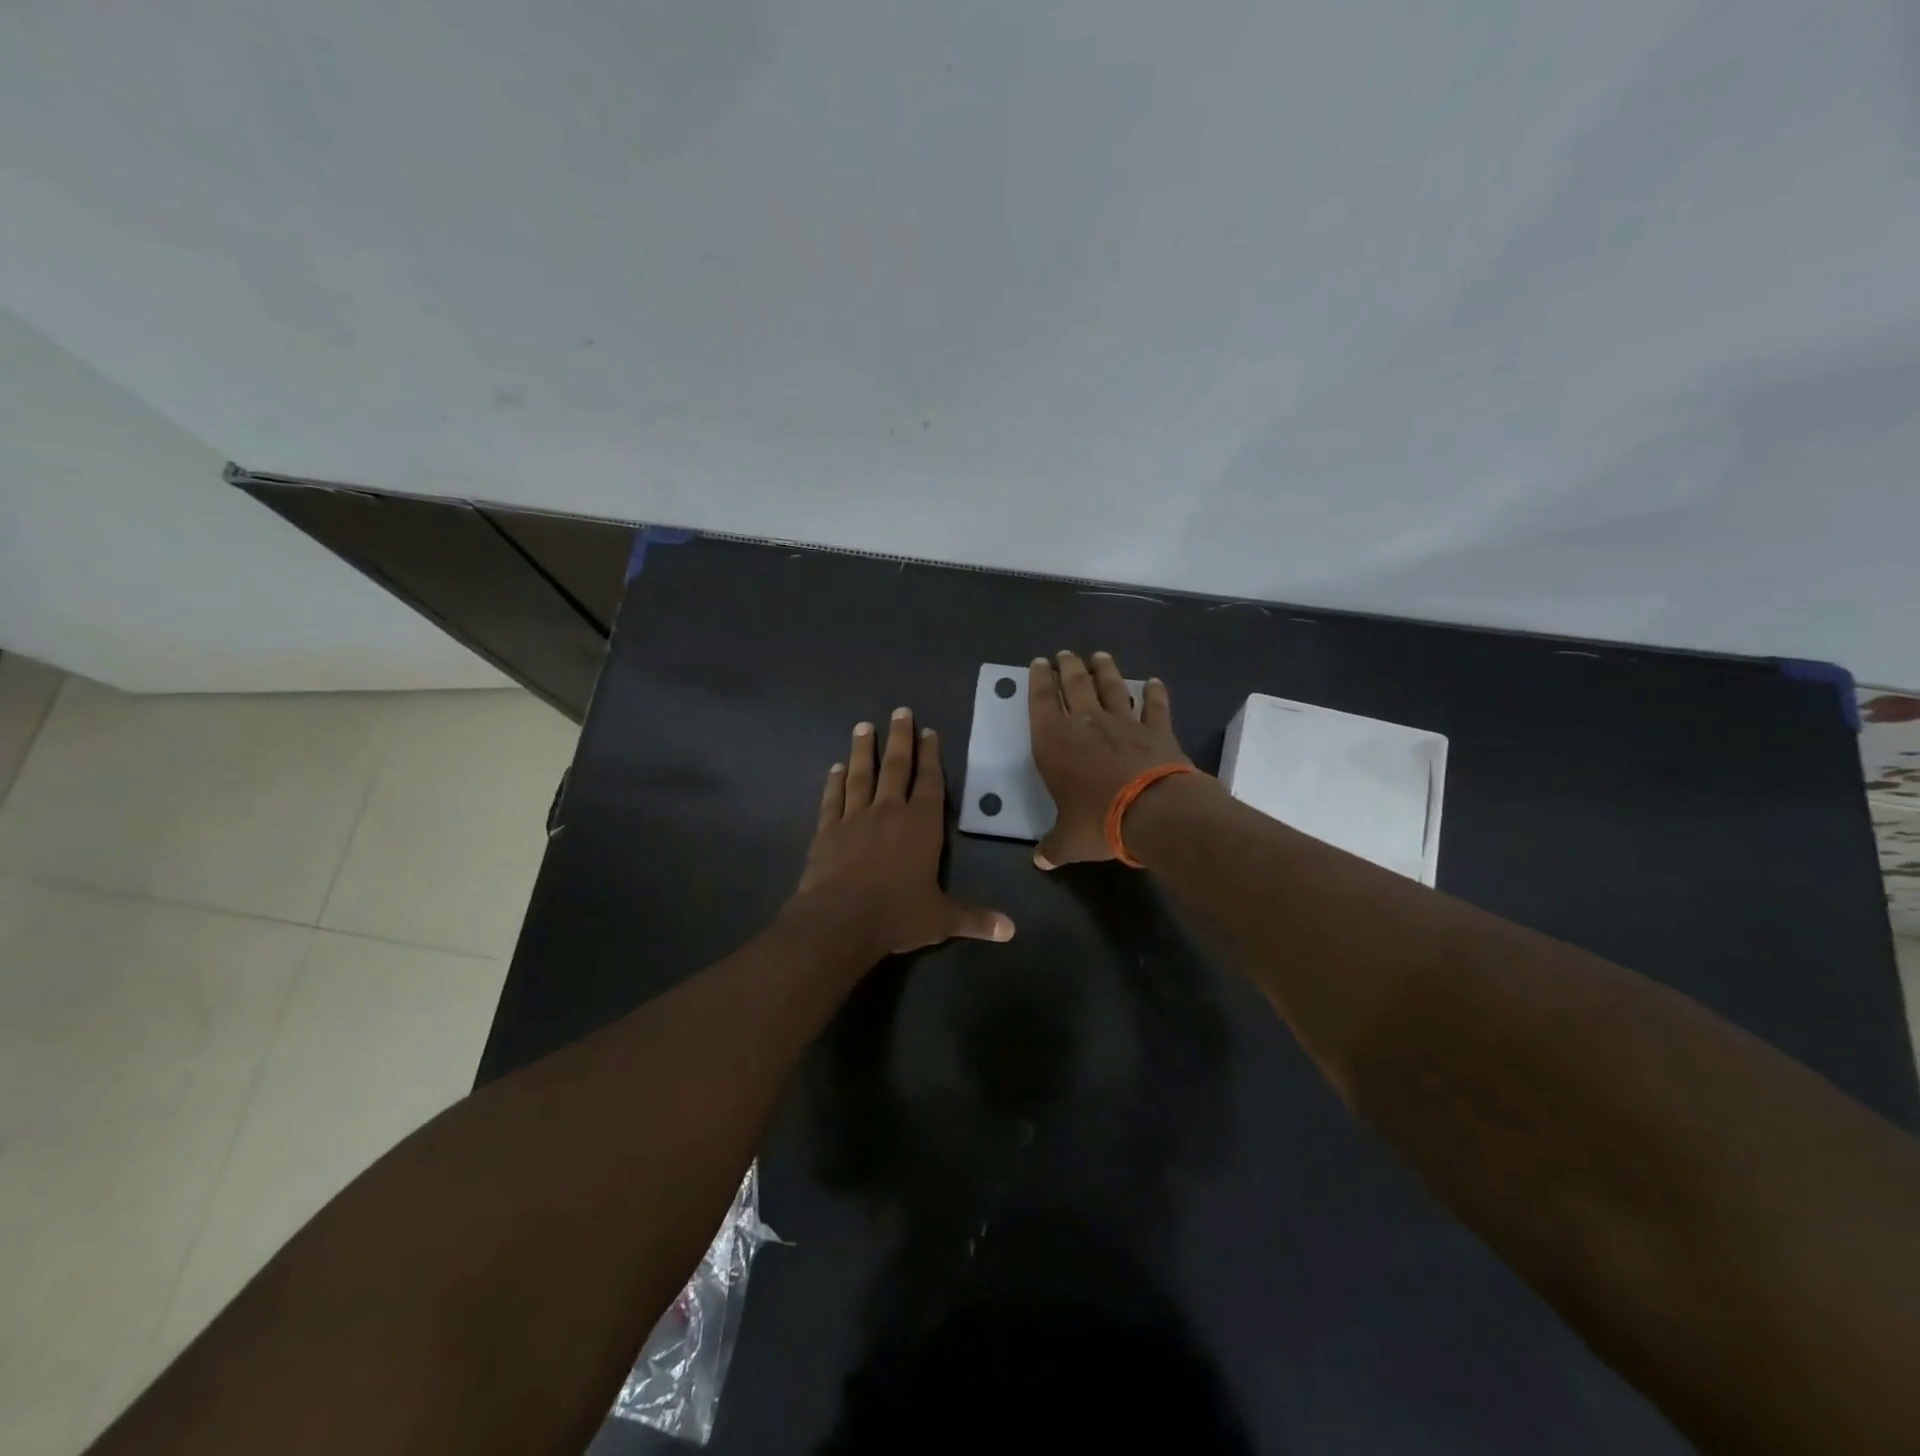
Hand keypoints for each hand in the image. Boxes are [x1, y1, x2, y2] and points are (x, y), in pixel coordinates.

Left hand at [788, 708, 1015, 958]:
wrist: (839, 921)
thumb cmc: (896, 915)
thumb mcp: (941, 919)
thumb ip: (975, 919)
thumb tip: (1011, 930)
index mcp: (921, 825)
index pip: (929, 782)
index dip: (931, 756)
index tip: (929, 731)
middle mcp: (889, 812)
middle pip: (896, 767)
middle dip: (900, 739)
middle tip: (900, 711)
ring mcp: (854, 818)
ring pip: (861, 776)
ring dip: (864, 750)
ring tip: (864, 726)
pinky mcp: (827, 831)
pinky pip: (833, 799)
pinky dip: (834, 782)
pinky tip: (836, 768)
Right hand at [1028, 651, 1194, 868]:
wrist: (1153, 811)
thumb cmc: (1098, 821)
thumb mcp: (1069, 841)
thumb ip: (1053, 846)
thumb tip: (1041, 860)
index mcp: (1054, 742)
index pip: (1042, 702)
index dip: (1038, 681)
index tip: (1038, 664)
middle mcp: (1087, 724)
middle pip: (1075, 684)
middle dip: (1067, 667)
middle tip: (1064, 654)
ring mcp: (1124, 723)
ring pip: (1112, 687)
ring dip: (1105, 670)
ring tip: (1099, 656)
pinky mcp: (1157, 730)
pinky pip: (1155, 706)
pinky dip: (1155, 693)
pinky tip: (1154, 682)